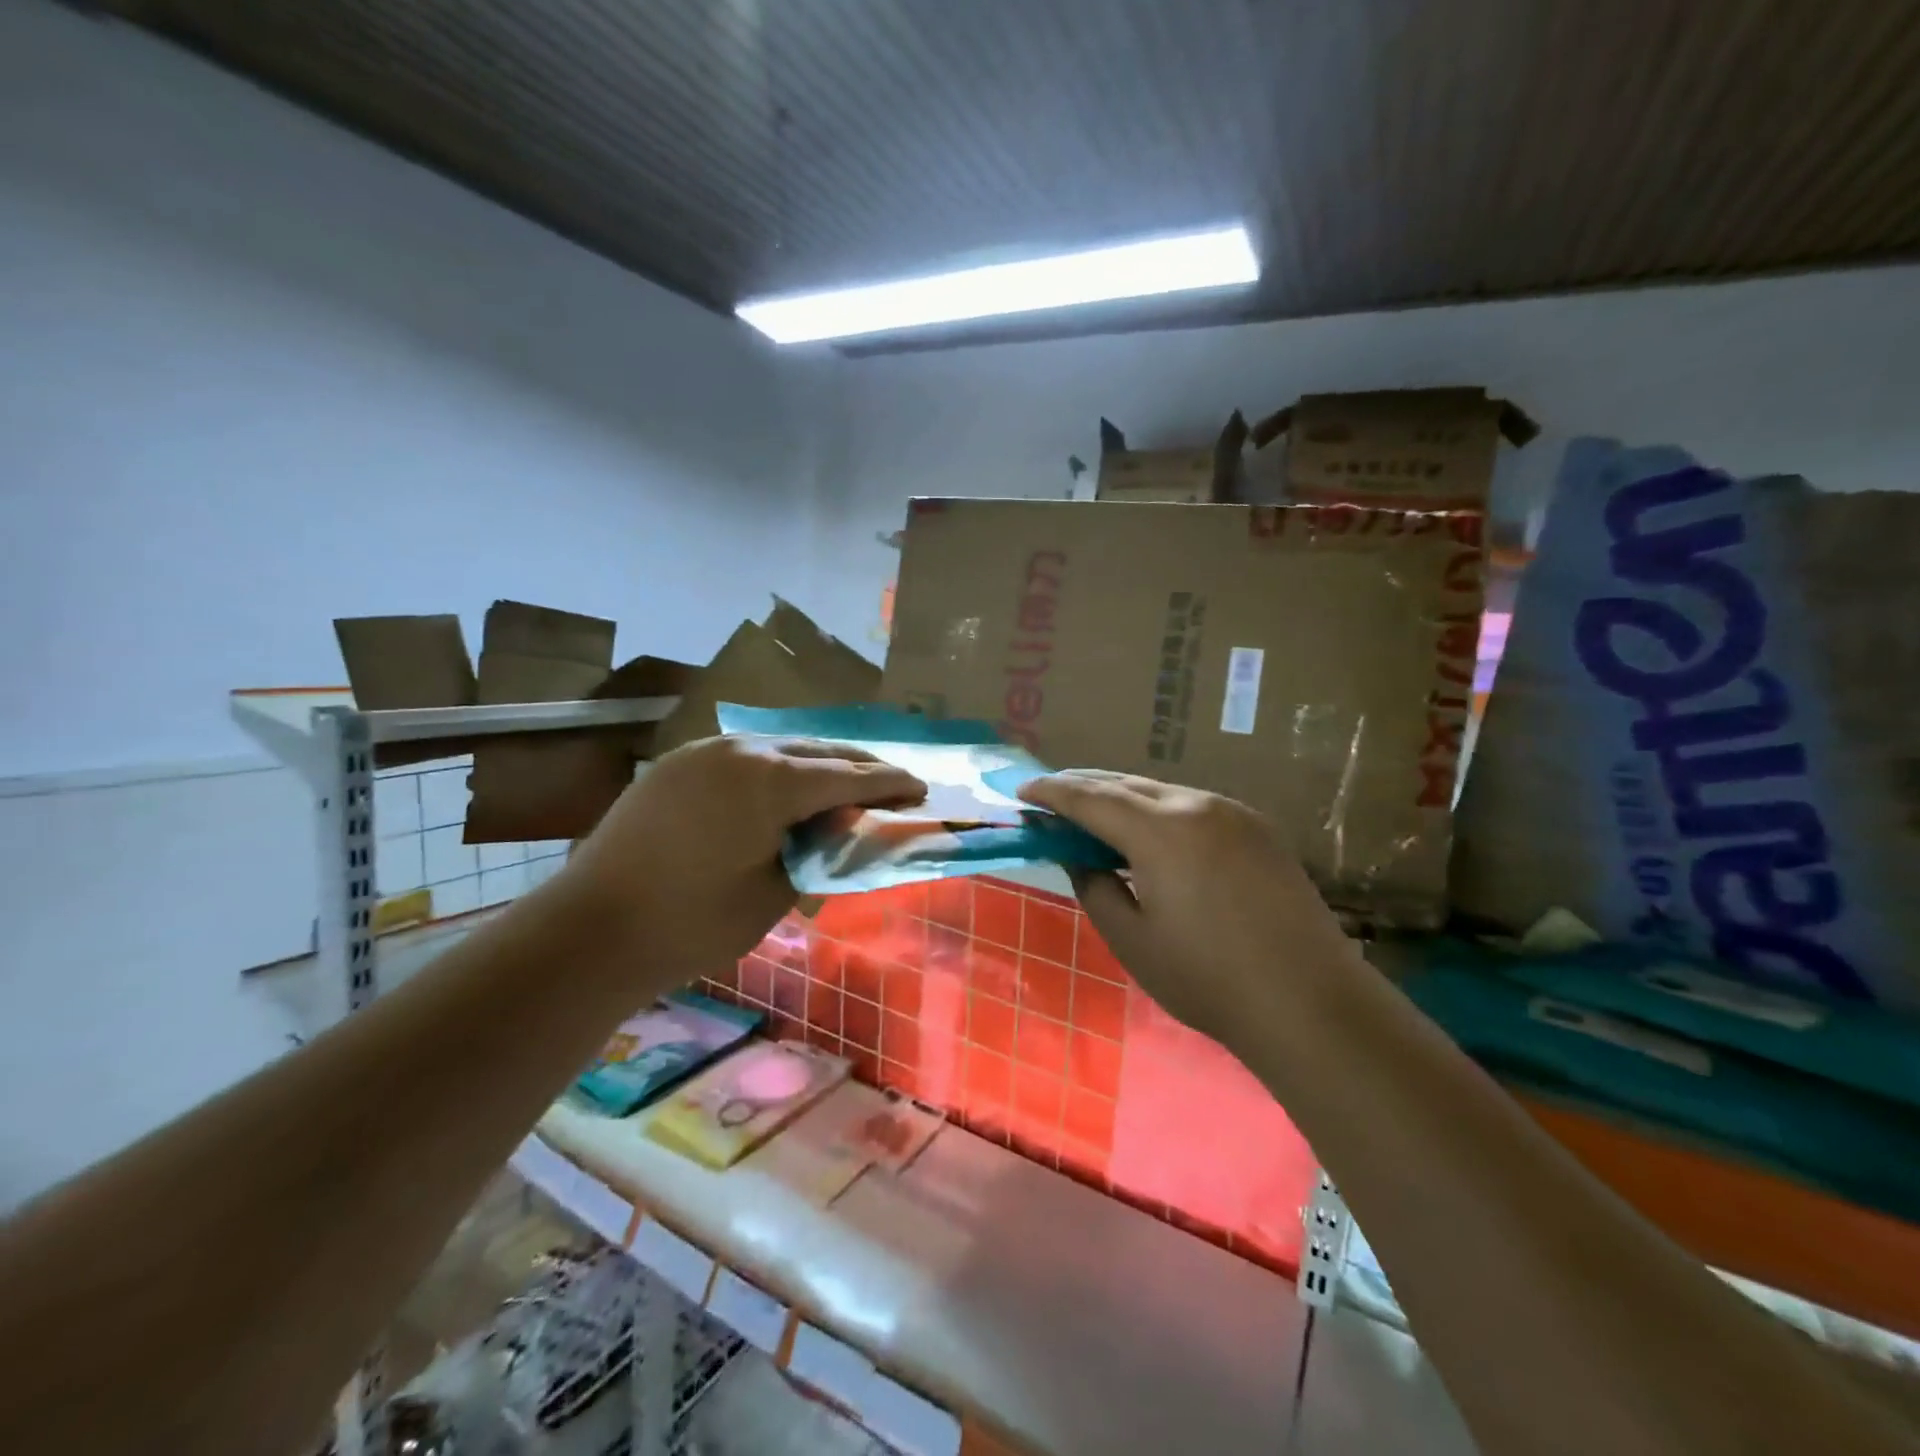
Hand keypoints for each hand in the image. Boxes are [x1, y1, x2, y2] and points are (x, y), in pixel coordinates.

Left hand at [561, 735, 923, 980]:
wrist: (589, 931)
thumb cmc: (692, 924)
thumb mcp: (775, 892)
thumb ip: (820, 847)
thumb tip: (842, 822)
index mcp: (771, 780)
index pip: (849, 776)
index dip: (891, 784)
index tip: (921, 790)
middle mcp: (742, 750)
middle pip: (819, 751)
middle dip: (860, 767)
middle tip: (894, 783)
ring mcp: (704, 752)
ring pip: (782, 748)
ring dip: (819, 764)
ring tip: (846, 783)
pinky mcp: (679, 764)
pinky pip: (746, 756)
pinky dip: (779, 768)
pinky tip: (788, 786)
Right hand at [1019, 771, 1356, 1051]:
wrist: (1310, 1003)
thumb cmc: (1208, 979)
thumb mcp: (1132, 940)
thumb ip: (1095, 888)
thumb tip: (1079, 857)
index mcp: (1161, 831)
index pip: (1091, 798)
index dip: (1052, 793)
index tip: (1022, 793)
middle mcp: (1197, 805)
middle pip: (1125, 783)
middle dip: (1083, 785)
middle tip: (1049, 794)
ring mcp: (1234, 813)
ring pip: (1162, 790)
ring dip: (1121, 795)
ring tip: (1093, 810)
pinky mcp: (1258, 829)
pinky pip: (1193, 805)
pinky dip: (1158, 809)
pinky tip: (1149, 830)